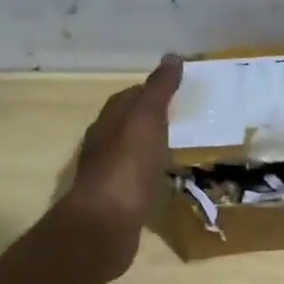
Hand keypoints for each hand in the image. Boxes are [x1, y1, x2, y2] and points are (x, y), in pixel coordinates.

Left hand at [65, 55, 183, 239]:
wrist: (104, 226)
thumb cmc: (127, 166)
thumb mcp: (147, 120)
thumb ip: (159, 90)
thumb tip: (172, 57)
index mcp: (109, 121)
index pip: (129, 97)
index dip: (151, 91)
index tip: (176, 91)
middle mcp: (102, 144)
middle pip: (126, 123)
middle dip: (150, 118)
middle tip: (181, 119)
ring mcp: (106, 175)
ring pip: (129, 151)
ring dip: (149, 147)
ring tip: (176, 148)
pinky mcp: (114, 202)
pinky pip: (134, 178)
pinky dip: (148, 173)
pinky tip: (163, 180)